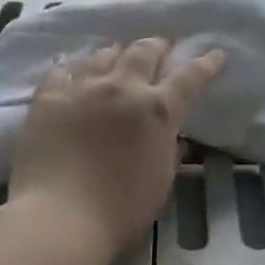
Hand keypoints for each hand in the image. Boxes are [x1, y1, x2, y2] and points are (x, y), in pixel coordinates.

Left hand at [8, 39, 225, 261]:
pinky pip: (61, 71)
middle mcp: (122, 88)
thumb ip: (169, 152)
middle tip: (161, 45)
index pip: (190, 77)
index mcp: (157, 110)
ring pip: (103, 55)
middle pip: (144, 52)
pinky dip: (72, 69)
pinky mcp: (48, 98)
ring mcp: (82, 88)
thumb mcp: (161, 183)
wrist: (58, 219)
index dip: (206, 63)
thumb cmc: (119, 211)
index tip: (216, 53)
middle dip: (157, 46)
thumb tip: (174, 137)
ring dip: (116, 53)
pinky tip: (71, 71)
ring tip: (116, 54)